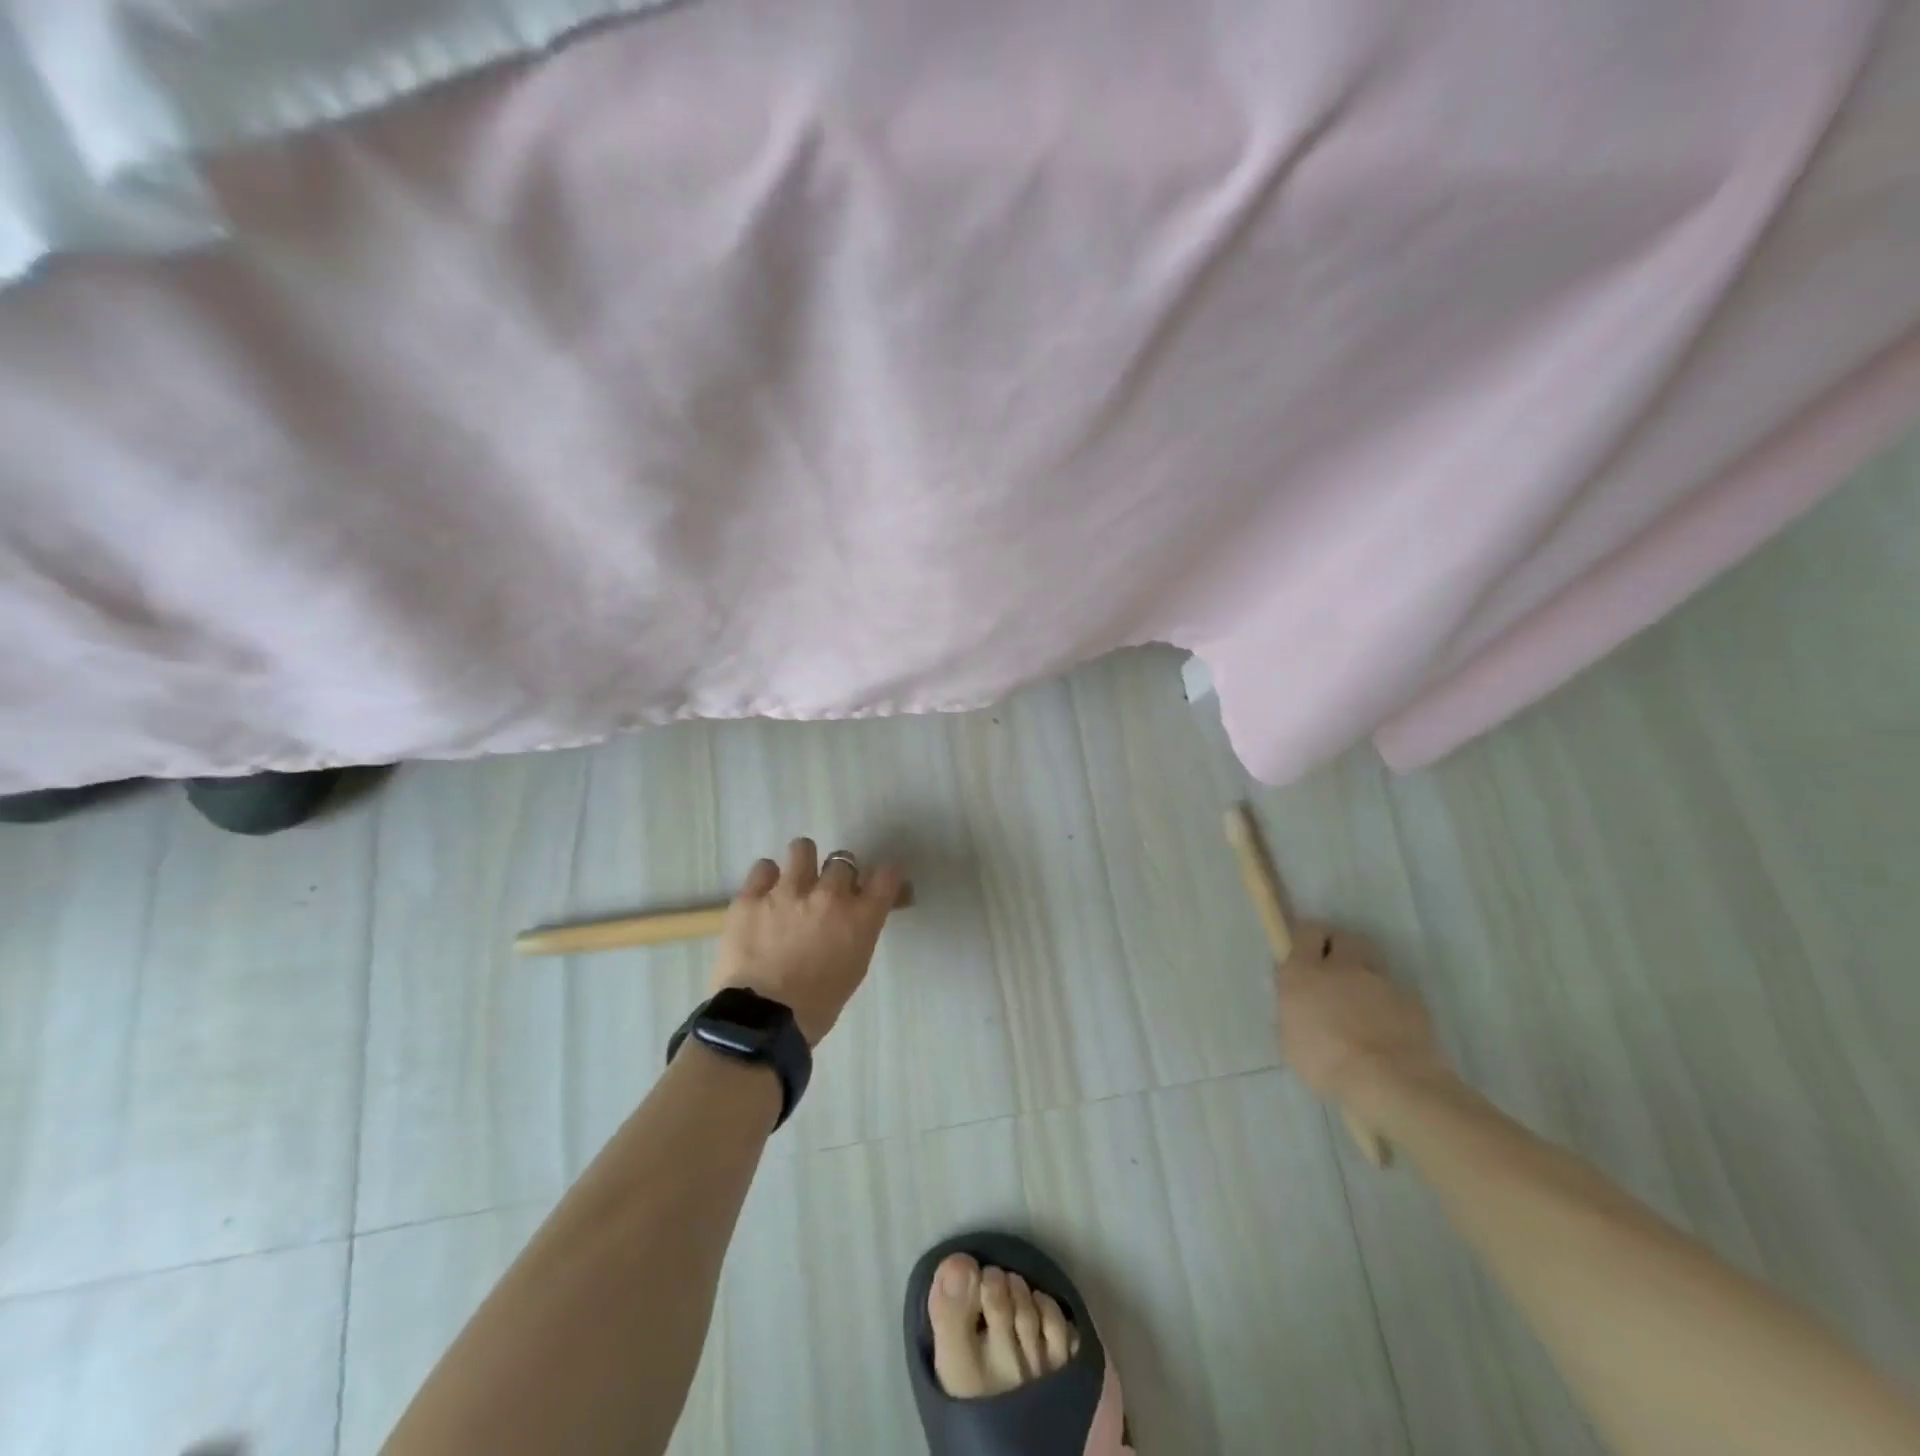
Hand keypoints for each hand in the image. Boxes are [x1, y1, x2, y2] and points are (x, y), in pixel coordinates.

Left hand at [710, 838, 904, 1046]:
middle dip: (837, 874)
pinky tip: (764, 897)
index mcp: (860, 917)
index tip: (877, 880)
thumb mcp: (854, 967)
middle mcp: (829, 894)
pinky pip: (763, 868)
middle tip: (827, 892)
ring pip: (802, 849)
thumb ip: (859, 932)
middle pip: (843, 860)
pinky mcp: (751, 897)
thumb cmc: (817, 1005)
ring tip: (794, 881)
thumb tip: (857, 916)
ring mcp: (787, 892)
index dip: (884, 874)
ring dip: (802, 863)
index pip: (886, 874)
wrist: (762, 1022)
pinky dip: (767, 879)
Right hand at [1275, 922, 1454, 1105]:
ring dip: (1365, 978)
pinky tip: (1388, 1031)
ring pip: (1372, 966)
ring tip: (1364, 1008)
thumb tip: (1300, 1004)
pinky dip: (1390, 1005)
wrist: (1390, 1081)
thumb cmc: (1327, 1063)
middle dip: (1340, 948)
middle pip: (1345, 938)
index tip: (1306, 953)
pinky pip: (1397, 994)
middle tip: (1335, 972)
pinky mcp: (1412, 1002)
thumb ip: (1294, 1012)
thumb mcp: (1291, 1041)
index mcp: (1305, 973)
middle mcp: (1343, 968)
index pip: (1307, 932)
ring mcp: (1381, 982)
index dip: (1308, 939)